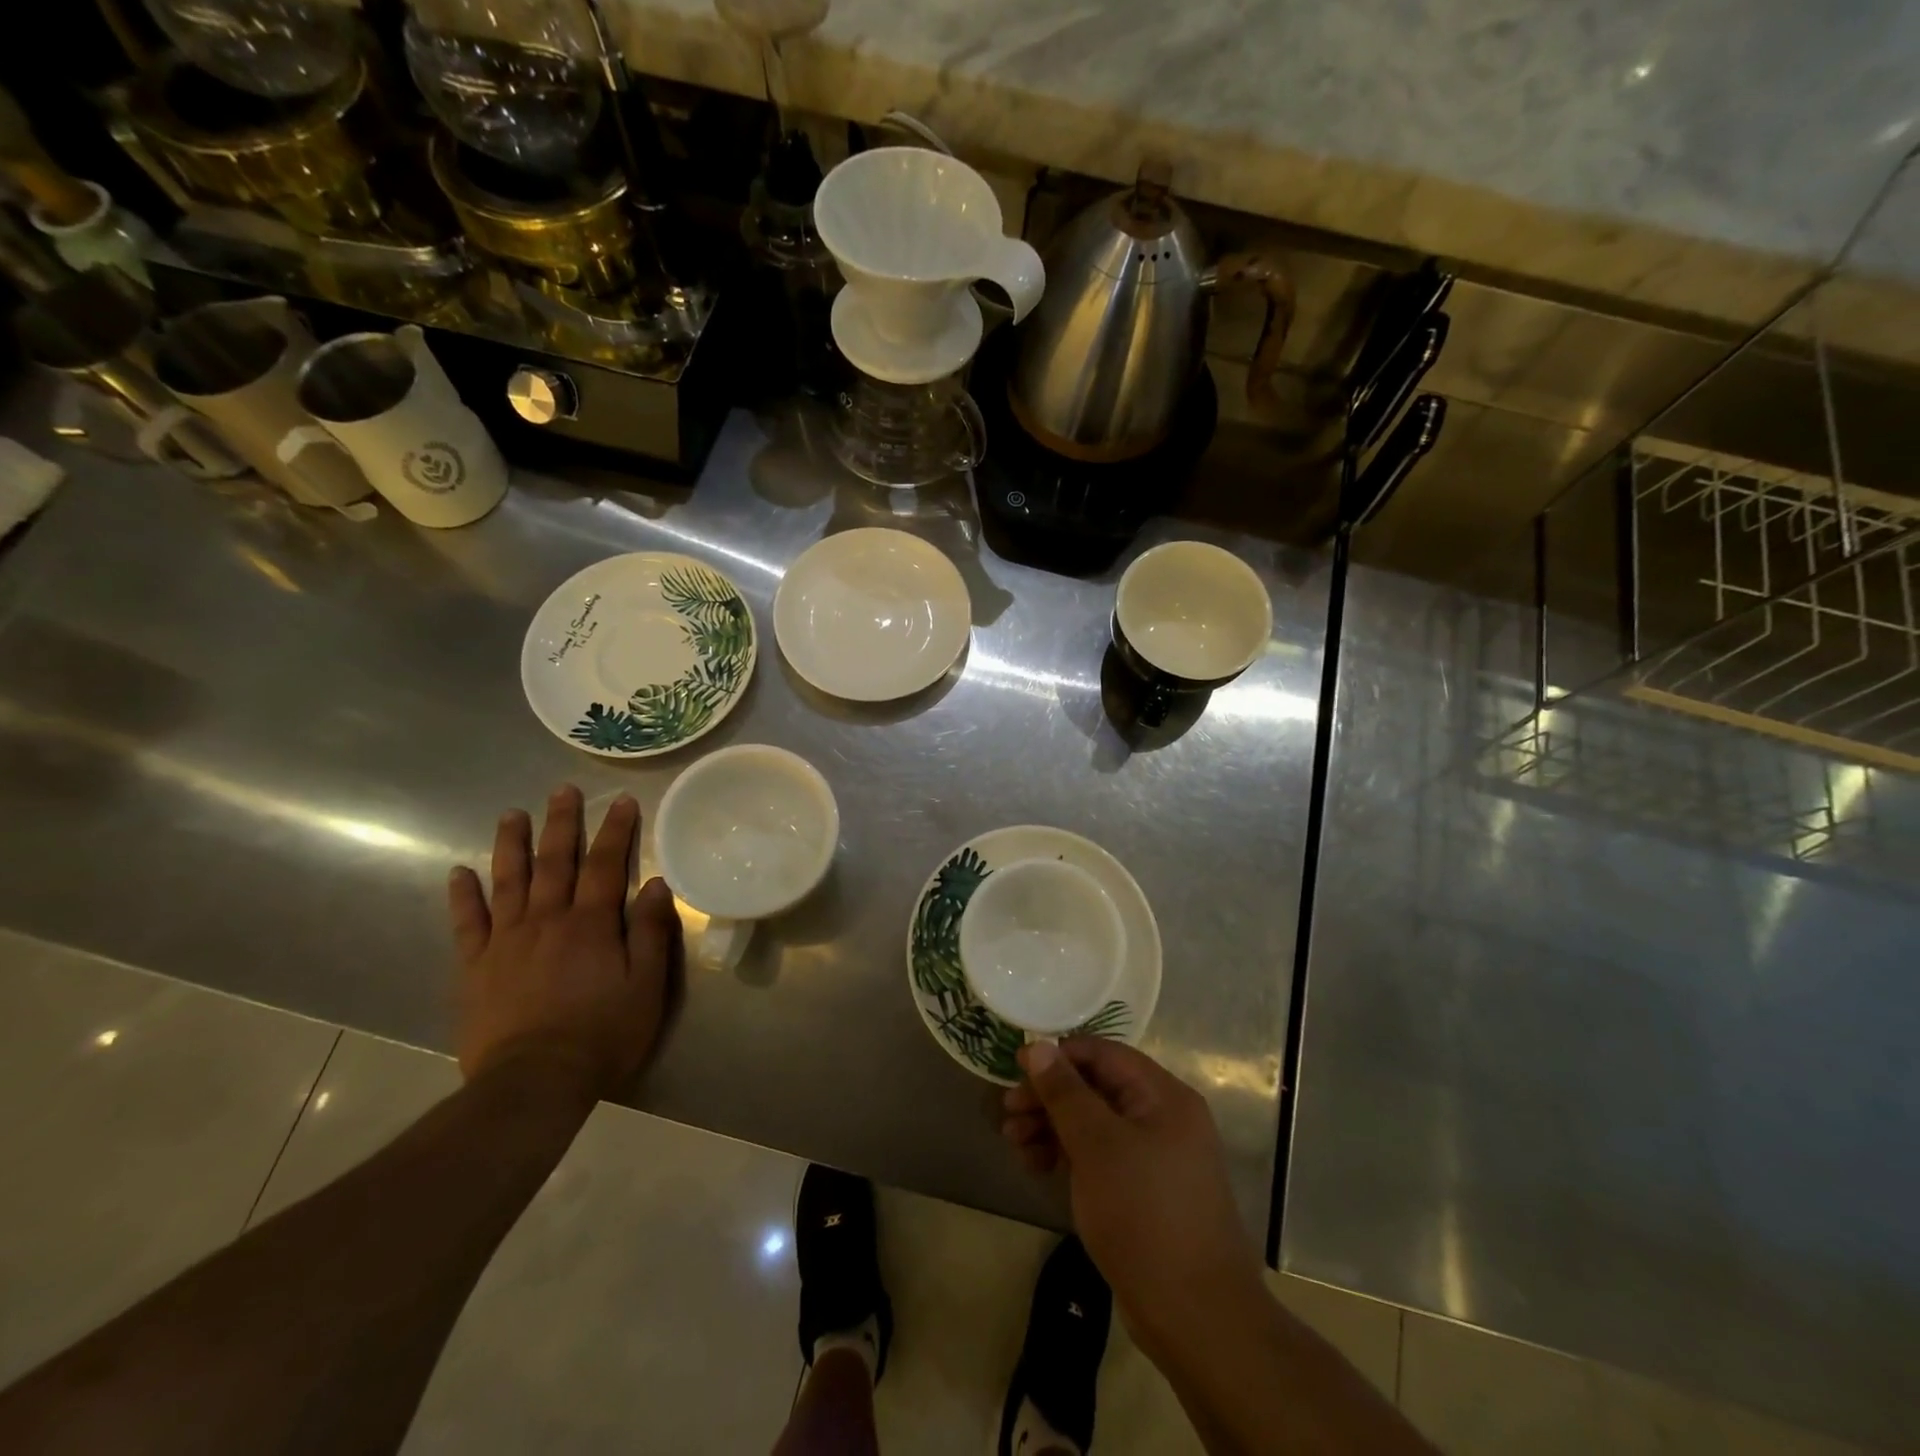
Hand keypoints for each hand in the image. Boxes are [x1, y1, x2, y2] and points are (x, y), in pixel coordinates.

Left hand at [447, 785, 682, 1098]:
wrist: (534, 1082)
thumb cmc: (603, 1033)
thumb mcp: (647, 985)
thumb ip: (652, 932)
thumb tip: (657, 884)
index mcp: (592, 924)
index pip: (606, 865)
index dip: (616, 830)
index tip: (622, 800)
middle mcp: (548, 920)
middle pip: (555, 862)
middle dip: (562, 824)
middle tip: (563, 790)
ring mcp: (506, 941)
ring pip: (509, 881)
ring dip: (511, 844)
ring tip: (511, 813)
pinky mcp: (475, 967)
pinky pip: (467, 923)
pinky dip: (462, 896)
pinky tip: (459, 872)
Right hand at [1002, 1039, 1267, 1359]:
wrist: (1196, 1318)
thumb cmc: (1145, 1214)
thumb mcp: (1097, 1145)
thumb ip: (1065, 1092)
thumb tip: (1037, 1046)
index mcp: (1163, 1096)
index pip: (1104, 1054)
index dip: (1059, 1055)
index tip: (1016, 1068)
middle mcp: (1163, 1118)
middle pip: (1097, 1089)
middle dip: (1049, 1097)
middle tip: (1007, 1112)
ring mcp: (1155, 1158)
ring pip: (1095, 1125)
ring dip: (1052, 1127)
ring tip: (1013, 1142)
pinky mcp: (1144, 1193)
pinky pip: (1101, 1158)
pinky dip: (1068, 1156)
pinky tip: (1036, 1166)